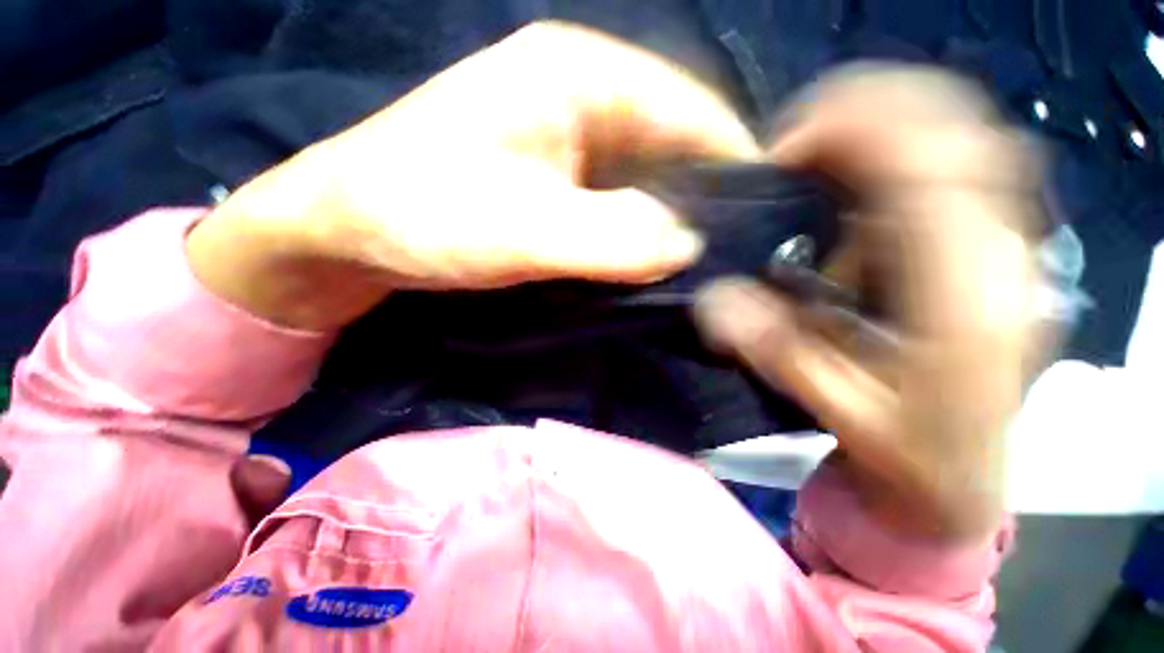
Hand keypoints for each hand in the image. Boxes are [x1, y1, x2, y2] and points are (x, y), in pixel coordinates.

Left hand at [187, 22, 757, 329]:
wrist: (351, 230)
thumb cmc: (420, 216)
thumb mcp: (518, 229)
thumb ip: (609, 237)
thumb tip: (687, 245)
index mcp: (580, 77)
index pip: (690, 110)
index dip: (731, 164)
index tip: (761, 221)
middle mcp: (583, 98)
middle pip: (671, 146)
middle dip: (703, 201)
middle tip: (732, 257)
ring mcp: (569, 142)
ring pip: (646, 180)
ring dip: (670, 223)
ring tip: (700, 266)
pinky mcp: (555, 181)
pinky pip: (618, 203)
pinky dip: (638, 232)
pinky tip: (647, 263)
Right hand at [695, 66, 1041, 541]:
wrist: (965, 479)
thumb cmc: (911, 455)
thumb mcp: (836, 410)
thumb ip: (774, 350)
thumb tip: (715, 298)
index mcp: (966, 293)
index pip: (922, 162)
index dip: (845, 133)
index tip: (779, 157)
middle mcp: (1001, 249)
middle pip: (953, 123)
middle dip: (863, 111)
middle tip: (792, 147)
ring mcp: (1008, 242)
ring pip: (961, 132)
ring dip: (882, 125)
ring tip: (816, 157)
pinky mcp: (994, 247)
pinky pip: (959, 162)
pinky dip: (902, 149)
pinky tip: (856, 183)